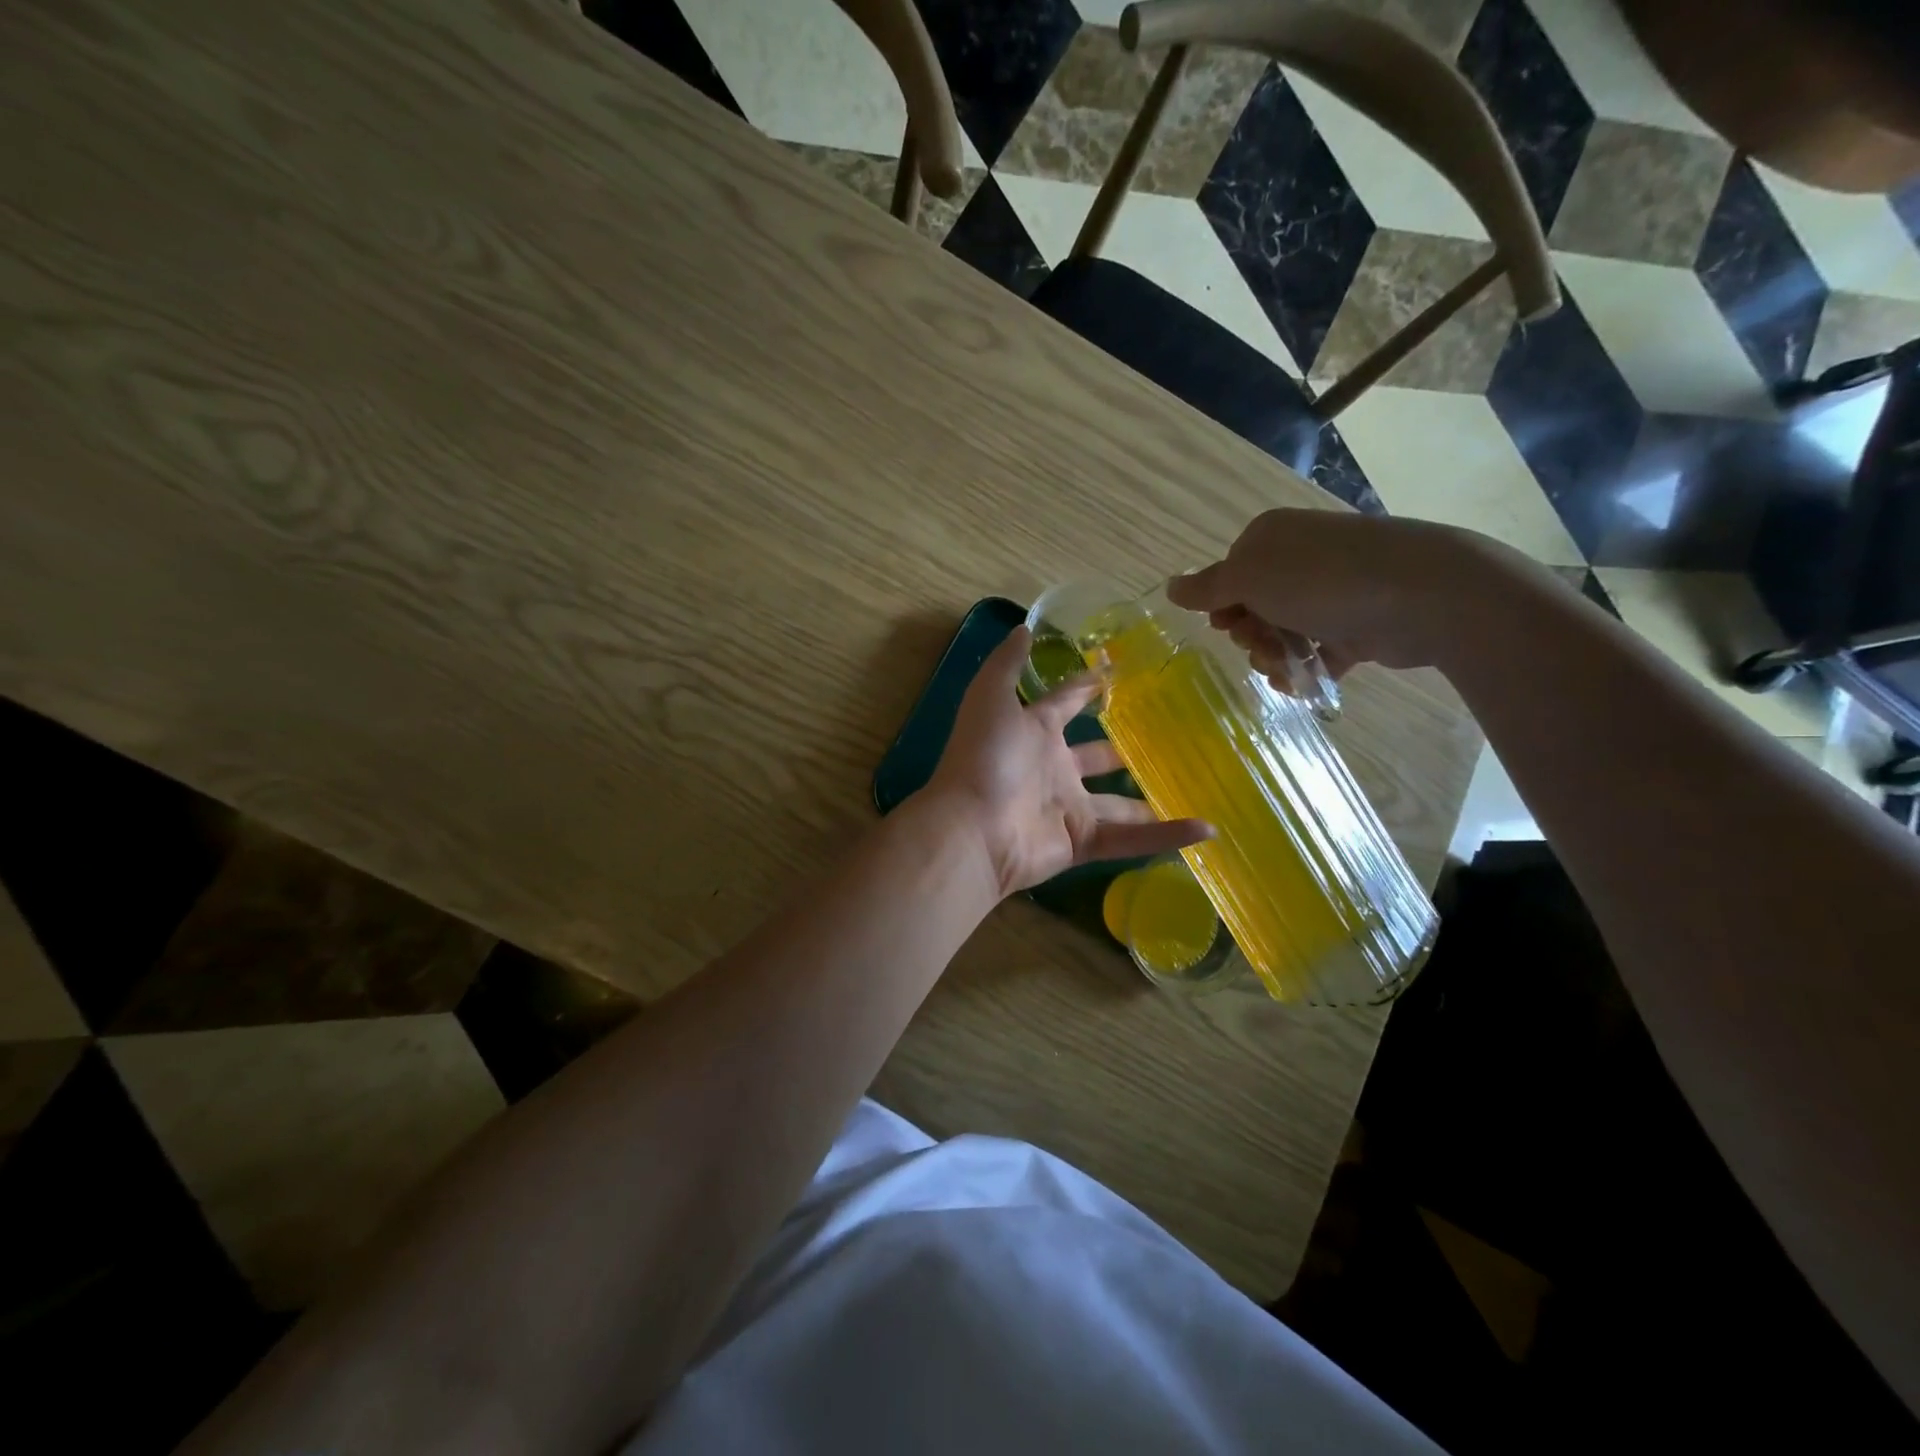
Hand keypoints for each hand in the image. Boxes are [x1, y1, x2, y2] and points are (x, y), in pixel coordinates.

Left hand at [919, 626, 1212, 897]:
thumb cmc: (984, 758)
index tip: (1117, 673)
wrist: (972, 830)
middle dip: (1120, 749)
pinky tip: (1207, 829)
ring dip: (1149, 799)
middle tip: (1164, 737)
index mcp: (1034, 732)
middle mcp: (1053, 769)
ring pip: (1118, 803)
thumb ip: (1007, 664)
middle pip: (1095, 757)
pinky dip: (1167, 836)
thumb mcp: (990, 698)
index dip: (1087, 688)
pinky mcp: (1081, 842)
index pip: (1066, 704)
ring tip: (1192, 786)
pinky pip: (1131, 839)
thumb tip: (1024, 626)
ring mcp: (1068, 808)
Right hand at [1167, 509, 1498, 690]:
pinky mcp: (1357, 625)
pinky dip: (1306, 671)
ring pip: (1284, 632)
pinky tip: (1303, 686)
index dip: (1222, 606)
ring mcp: (1331, 593)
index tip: (1227, 626)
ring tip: (1286, 669)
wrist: (1422, 594)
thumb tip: (1170, 586)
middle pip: (1254, 607)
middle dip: (1249, 635)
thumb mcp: (1249, 579)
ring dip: (1274, 656)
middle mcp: (1300, 560)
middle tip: (1260, 646)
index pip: (1230, 575)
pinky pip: (1318, 652)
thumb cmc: (1321, 580)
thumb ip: (1207, 588)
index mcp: (1271, 539)